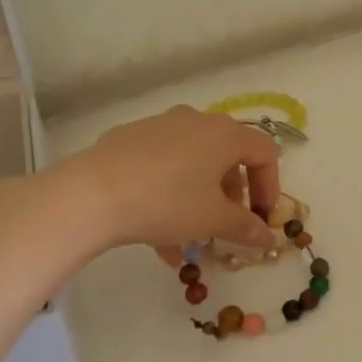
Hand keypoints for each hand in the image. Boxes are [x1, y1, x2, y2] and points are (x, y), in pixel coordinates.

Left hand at [44, 105, 281, 255]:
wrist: (91, 194)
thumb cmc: (167, 201)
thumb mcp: (213, 219)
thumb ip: (245, 227)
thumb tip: (267, 236)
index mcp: (225, 134)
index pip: (264, 152)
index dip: (270, 186)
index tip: (262, 217)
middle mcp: (197, 121)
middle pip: (227, 157)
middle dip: (231, 196)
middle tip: (225, 227)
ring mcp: (161, 126)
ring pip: (193, 163)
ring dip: (199, 199)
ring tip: (188, 240)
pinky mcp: (130, 138)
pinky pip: (163, 164)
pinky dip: (169, 192)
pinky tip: (156, 232)